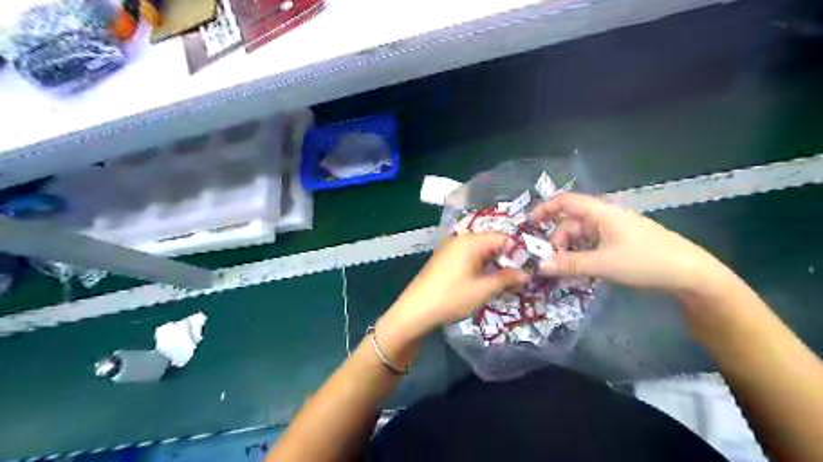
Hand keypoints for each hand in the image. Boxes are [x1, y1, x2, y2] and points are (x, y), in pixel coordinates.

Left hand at [377, 234, 527, 339]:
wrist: (414, 311)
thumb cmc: (451, 298)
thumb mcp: (483, 290)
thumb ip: (507, 278)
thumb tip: (527, 273)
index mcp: (471, 241)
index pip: (503, 237)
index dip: (519, 252)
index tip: (531, 269)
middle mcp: (461, 240)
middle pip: (492, 243)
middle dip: (508, 260)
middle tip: (521, 279)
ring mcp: (451, 250)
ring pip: (482, 253)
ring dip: (495, 266)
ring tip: (507, 284)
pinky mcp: (445, 260)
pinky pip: (470, 259)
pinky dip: (482, 268)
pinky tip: (487, 283)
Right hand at [534, 191, 732, 292]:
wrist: (691, 274)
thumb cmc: (645, 262)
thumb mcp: (603, 264)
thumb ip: (569, 264)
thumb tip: (539, 265)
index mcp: (602, 213)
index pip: (566, 201)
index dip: (545, 209)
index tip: (529, 224)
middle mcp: (606, 217)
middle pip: (572, 221)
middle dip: (557, 239)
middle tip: (550, 262)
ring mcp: (615, 230)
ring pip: (582, 235)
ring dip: (569, 249)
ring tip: (564, 269)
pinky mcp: (622, 243)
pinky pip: (594, 244)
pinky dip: (582, 254)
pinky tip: (582, 269)